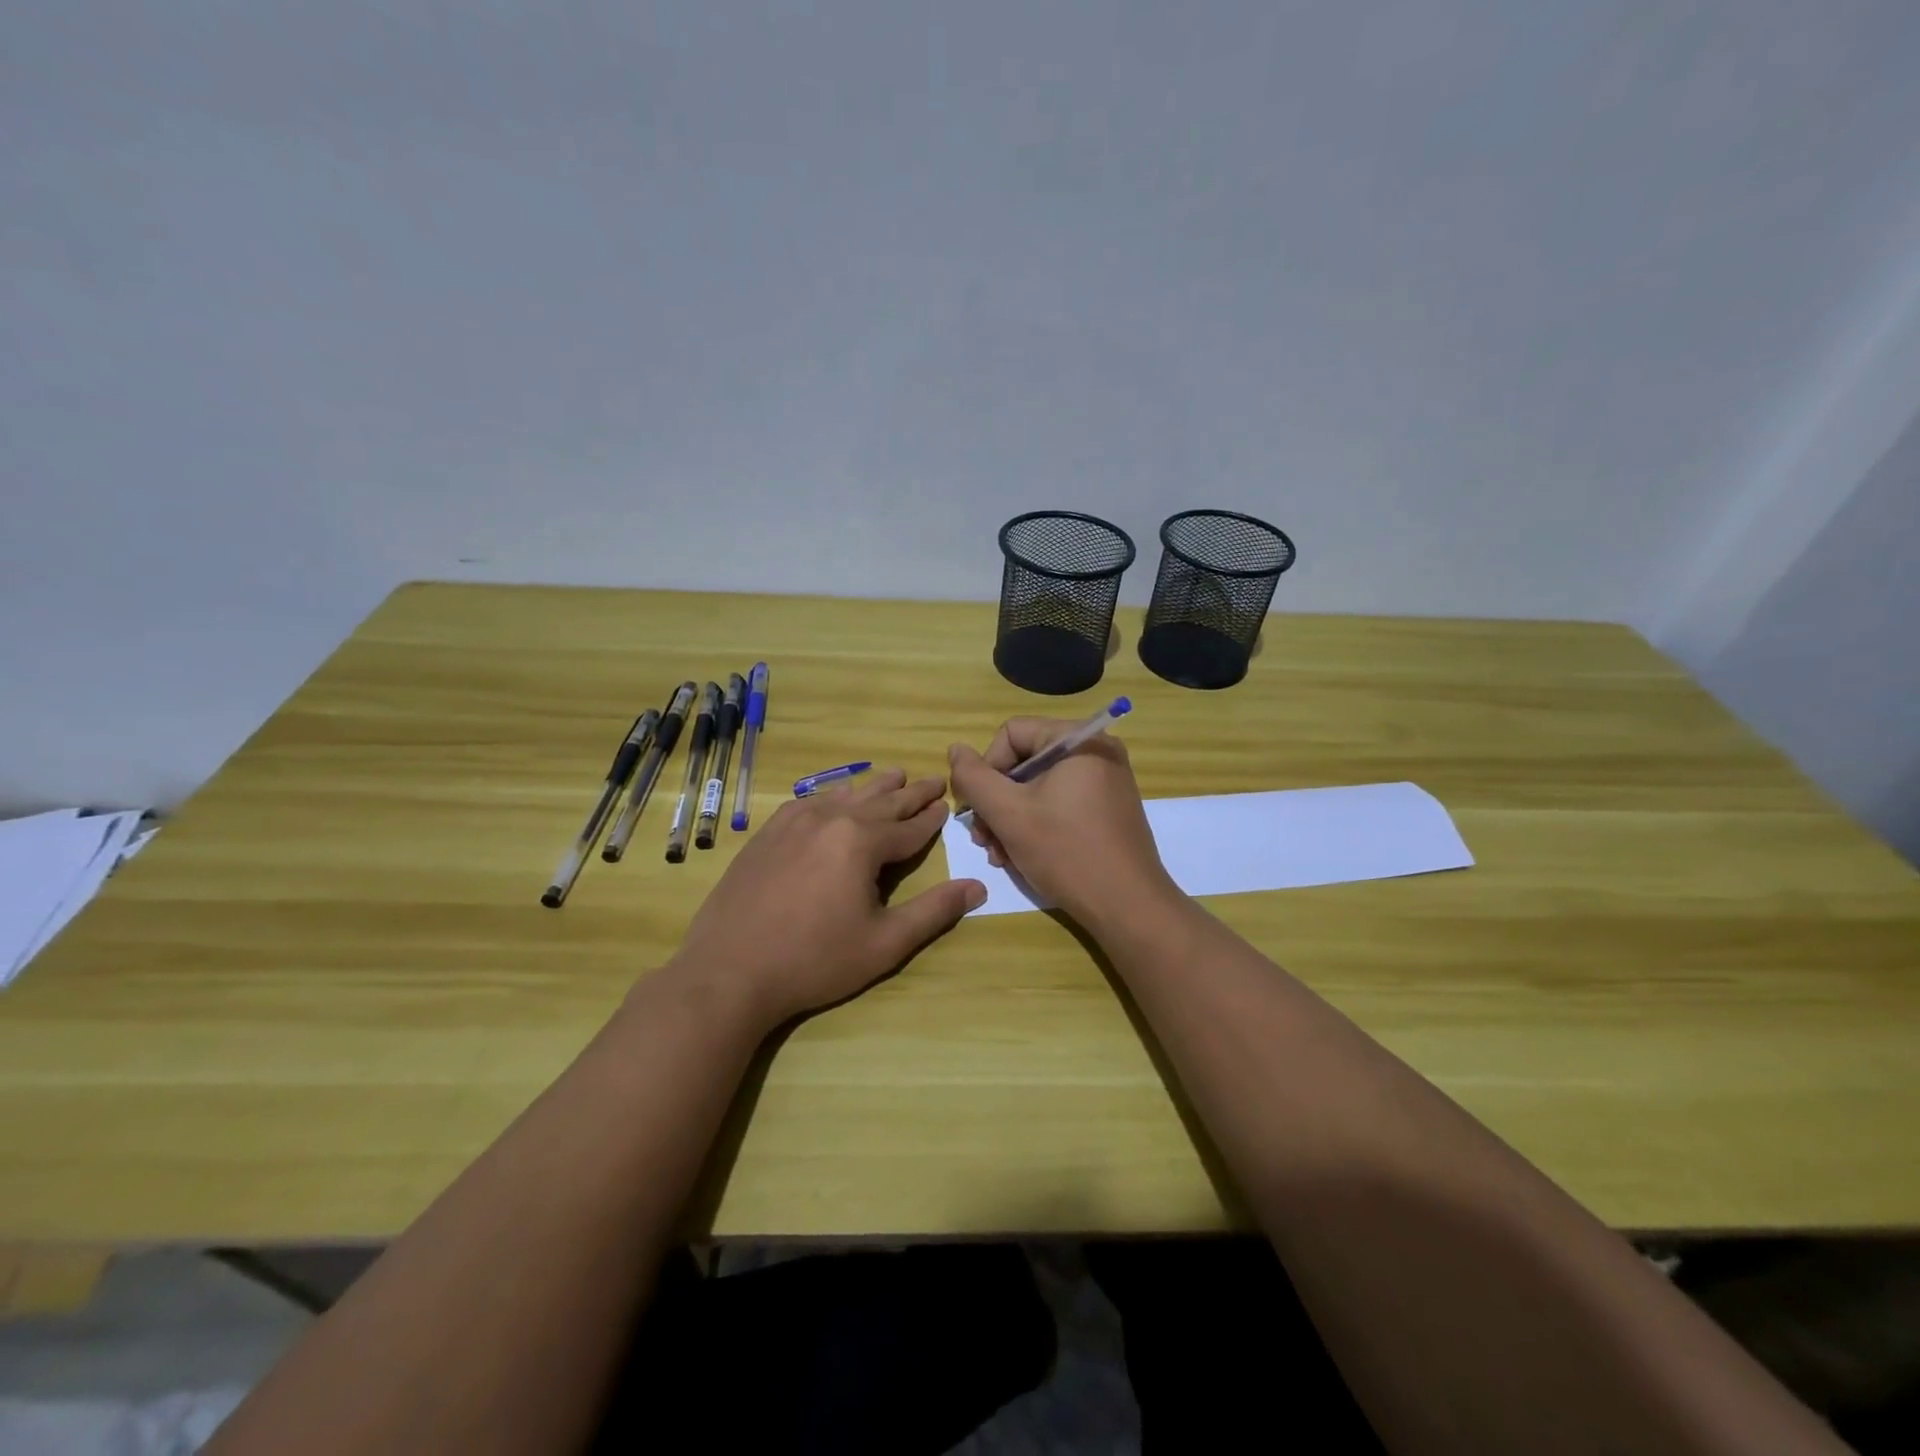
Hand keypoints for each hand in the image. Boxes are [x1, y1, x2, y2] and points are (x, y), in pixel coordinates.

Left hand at [671, 769, 985, 1029]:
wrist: (729, 971)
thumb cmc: (814, 961)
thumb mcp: (884, 944)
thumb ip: (933, 912)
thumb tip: (977, 888)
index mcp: (861, 842)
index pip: (909, 827)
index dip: (932, 818)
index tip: (948, 804)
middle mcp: (830, 820)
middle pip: (880, 801)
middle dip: (910, 792)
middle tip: (933, 779)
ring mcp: (793, 823)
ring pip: (844, 795)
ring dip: (873, 787)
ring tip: (893, 774)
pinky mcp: (767, 834)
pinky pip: (807, 802)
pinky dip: (830, 795)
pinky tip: (832, 796)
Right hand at [947, 718, 1175, 924]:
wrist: (1128, 907)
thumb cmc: (1066, 852)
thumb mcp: (1009, 813)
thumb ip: (974, 778)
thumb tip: (956, 750)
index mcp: (1079, 740)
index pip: (1012, 733)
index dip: (986, 768)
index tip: (978, 809)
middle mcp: (1097, 751)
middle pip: (1025, 761)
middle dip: (996, 801)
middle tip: (983, 839)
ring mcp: (1106, 781)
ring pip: (1038, 787)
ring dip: (1010, 818)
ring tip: (998, 854)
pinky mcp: (1108, 809)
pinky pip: (1060, 803)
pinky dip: (1035, 824)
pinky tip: (1019, 856)